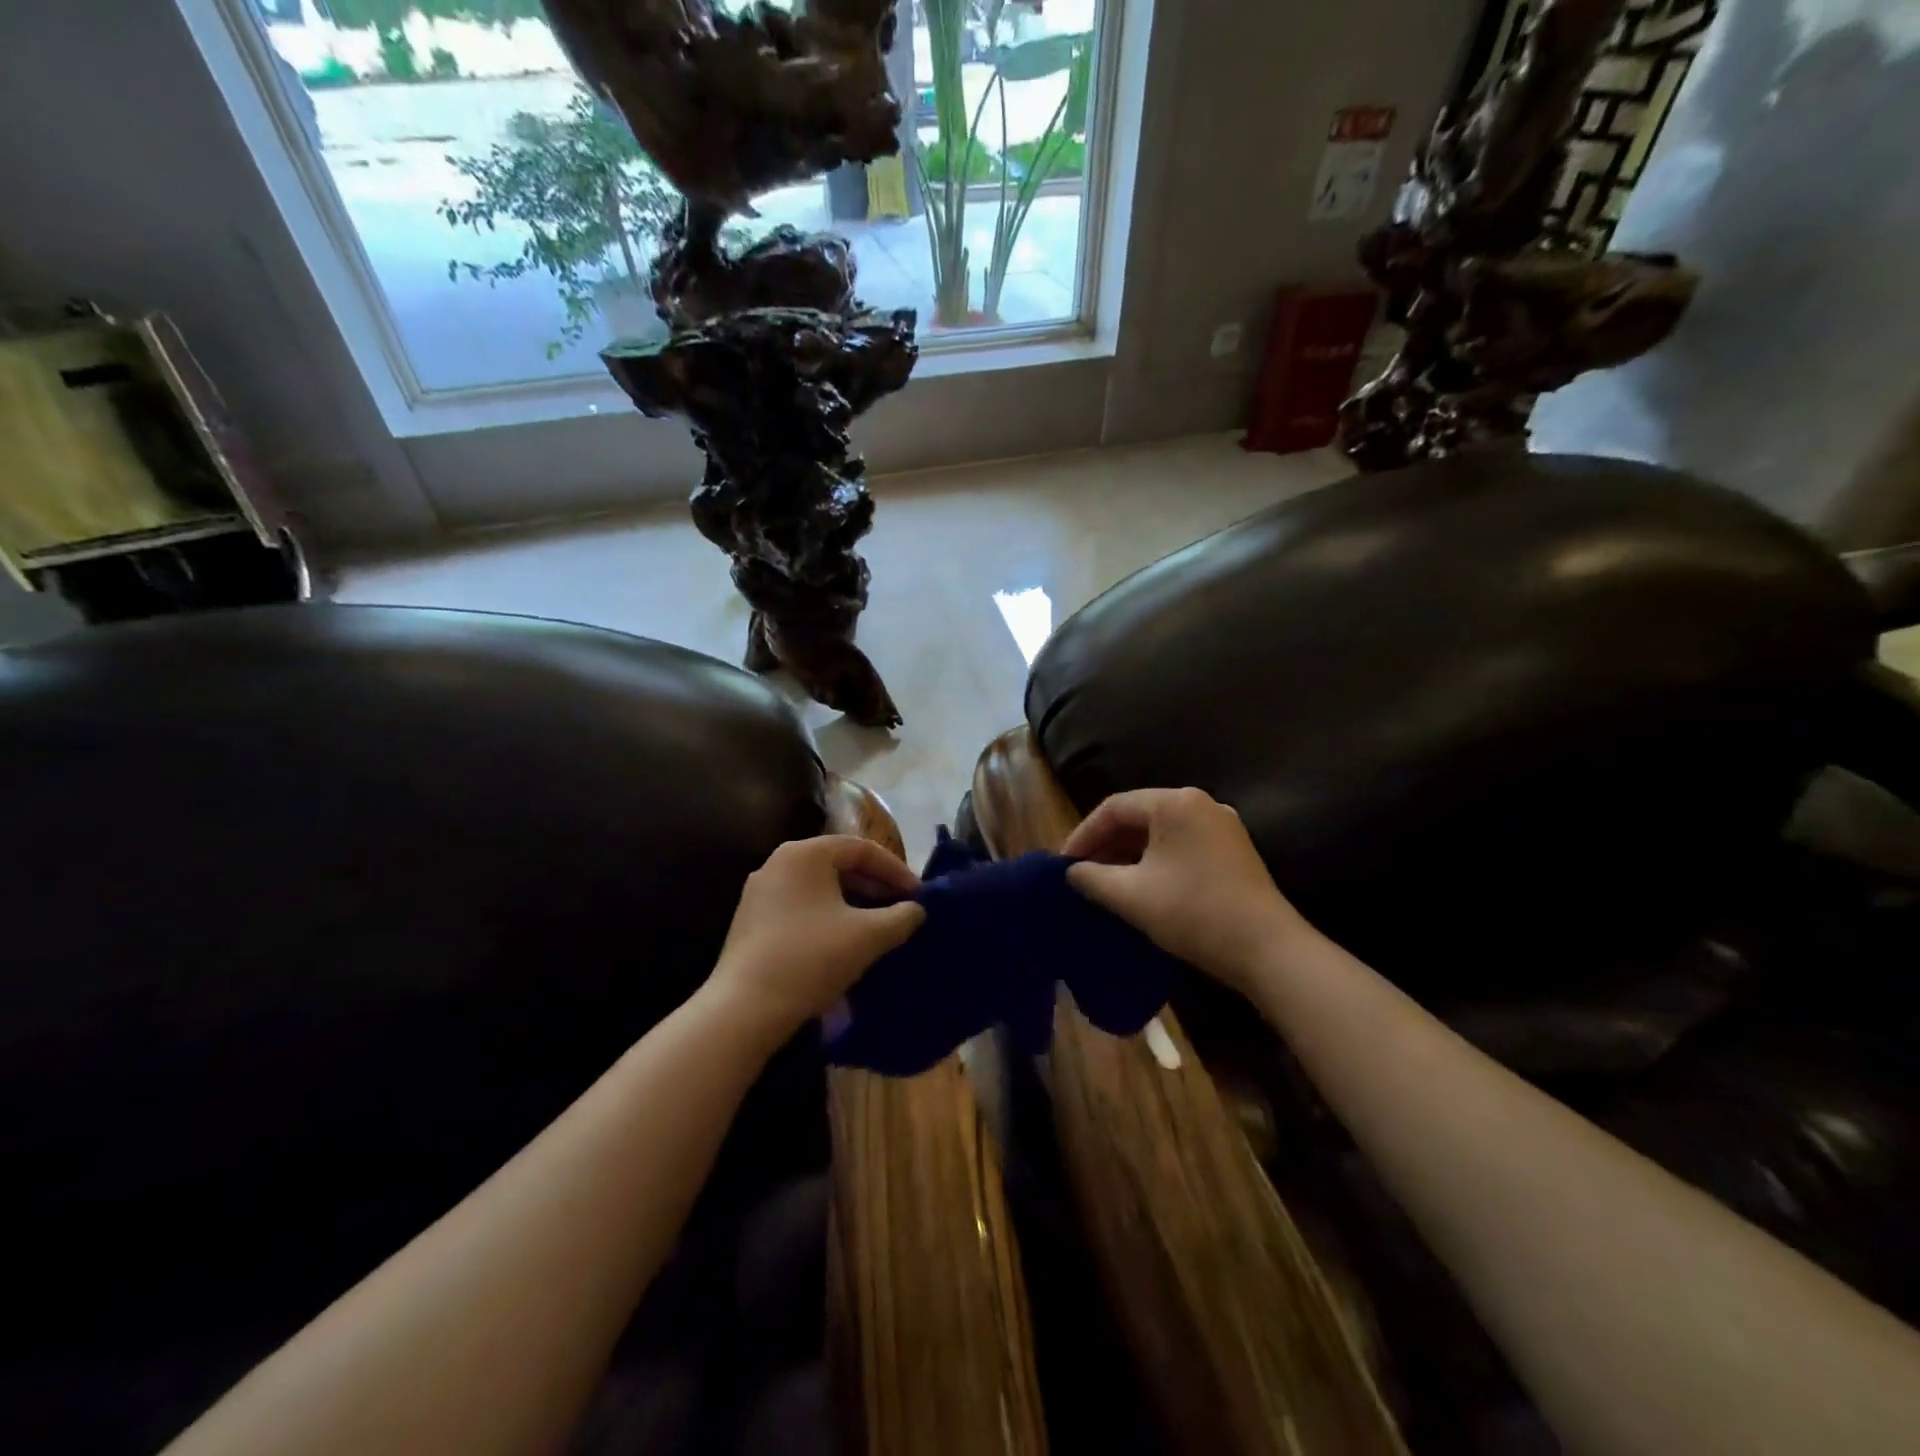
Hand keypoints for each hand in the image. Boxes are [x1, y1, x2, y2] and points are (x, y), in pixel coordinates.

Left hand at [707, 836, 924, 1045]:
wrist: (744, 1010)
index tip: (919, 896)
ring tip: (879, 926)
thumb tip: (916, 910)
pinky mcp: (752, 921)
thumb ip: (901, 917)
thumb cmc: (811, 958)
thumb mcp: (868, 936)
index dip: (896, 870)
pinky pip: (802, 906)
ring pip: (820, 887)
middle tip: (902, 909)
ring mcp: (760, 892)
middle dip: (875, 886)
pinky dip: (829, 916)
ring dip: (854, 902)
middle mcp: (778, 862)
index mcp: (805, 853)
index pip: (862, 848)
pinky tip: (845, 942)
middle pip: (839, 864)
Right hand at [1064, 788, 1314, 991]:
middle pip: (1138, 815)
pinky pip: (1181, 844)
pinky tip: (1141, 885)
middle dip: (1106, 844)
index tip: (1063, 864)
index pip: (1114, 807)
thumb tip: (1071, 872)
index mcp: (1175, 803)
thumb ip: (1092, 878)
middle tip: (1081, 872)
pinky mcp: (1232, 849)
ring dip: (1129, 853)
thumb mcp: (1132, 896)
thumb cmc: (1194, 913)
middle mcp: (1200, 804)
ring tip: (1105, 881)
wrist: (1268, 950)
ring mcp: (1221, 826)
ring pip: (1160, 832)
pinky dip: (1155, 860)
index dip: (1083, 834)